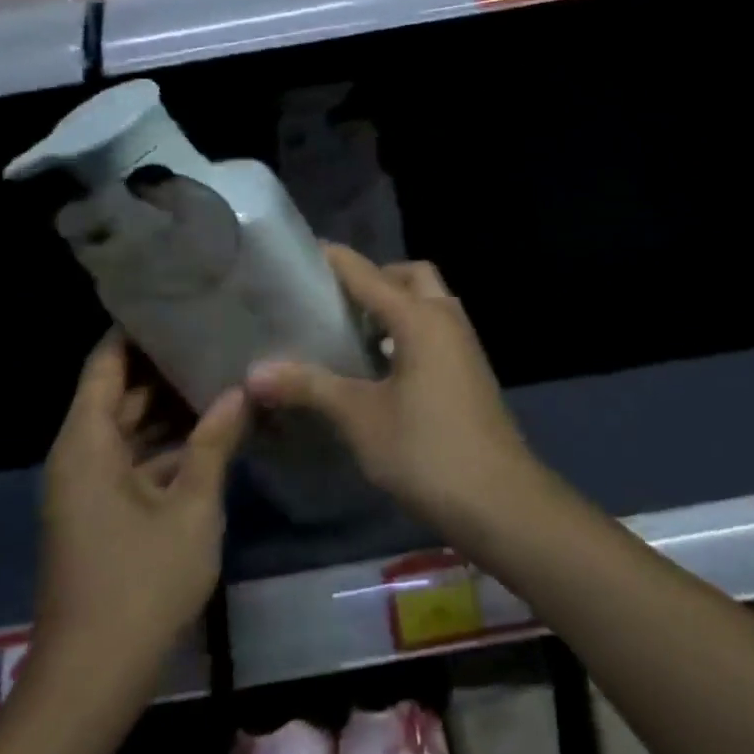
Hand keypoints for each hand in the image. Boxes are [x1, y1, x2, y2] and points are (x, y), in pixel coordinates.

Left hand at [36, 332, 246, 673]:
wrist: (91, 680)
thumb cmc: (139, 583)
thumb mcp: (190, 506)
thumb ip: (214, 442)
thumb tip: (239, 390)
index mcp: (87, 444)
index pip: (105, 364)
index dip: (135, 330)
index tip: (176, 300)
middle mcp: (80, 457)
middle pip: (118, 392)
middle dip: (163, 365)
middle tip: (214, 332)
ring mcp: (90, 488)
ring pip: (129, 428)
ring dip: (170, 407)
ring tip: (221, 371)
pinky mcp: (103, 514)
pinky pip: (134, 459)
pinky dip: (168, 444)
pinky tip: (213, 431)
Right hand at [245, 247, 539, 540]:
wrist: (499, 500)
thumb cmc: (426, 450)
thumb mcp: (361, 418)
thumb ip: (310, 387)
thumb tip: (255, 372)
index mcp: (420, 318)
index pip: (369, 274)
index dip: (335, 261)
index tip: (301, 253)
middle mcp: (446, 318)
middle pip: (410, 276)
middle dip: (375, 278)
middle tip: (334, 300)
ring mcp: (464, 345)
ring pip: (427, 303)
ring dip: (395, 306)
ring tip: (349, 332)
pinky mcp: (469, 370)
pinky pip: (435, 330)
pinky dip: (408, 331)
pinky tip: (380, 366)